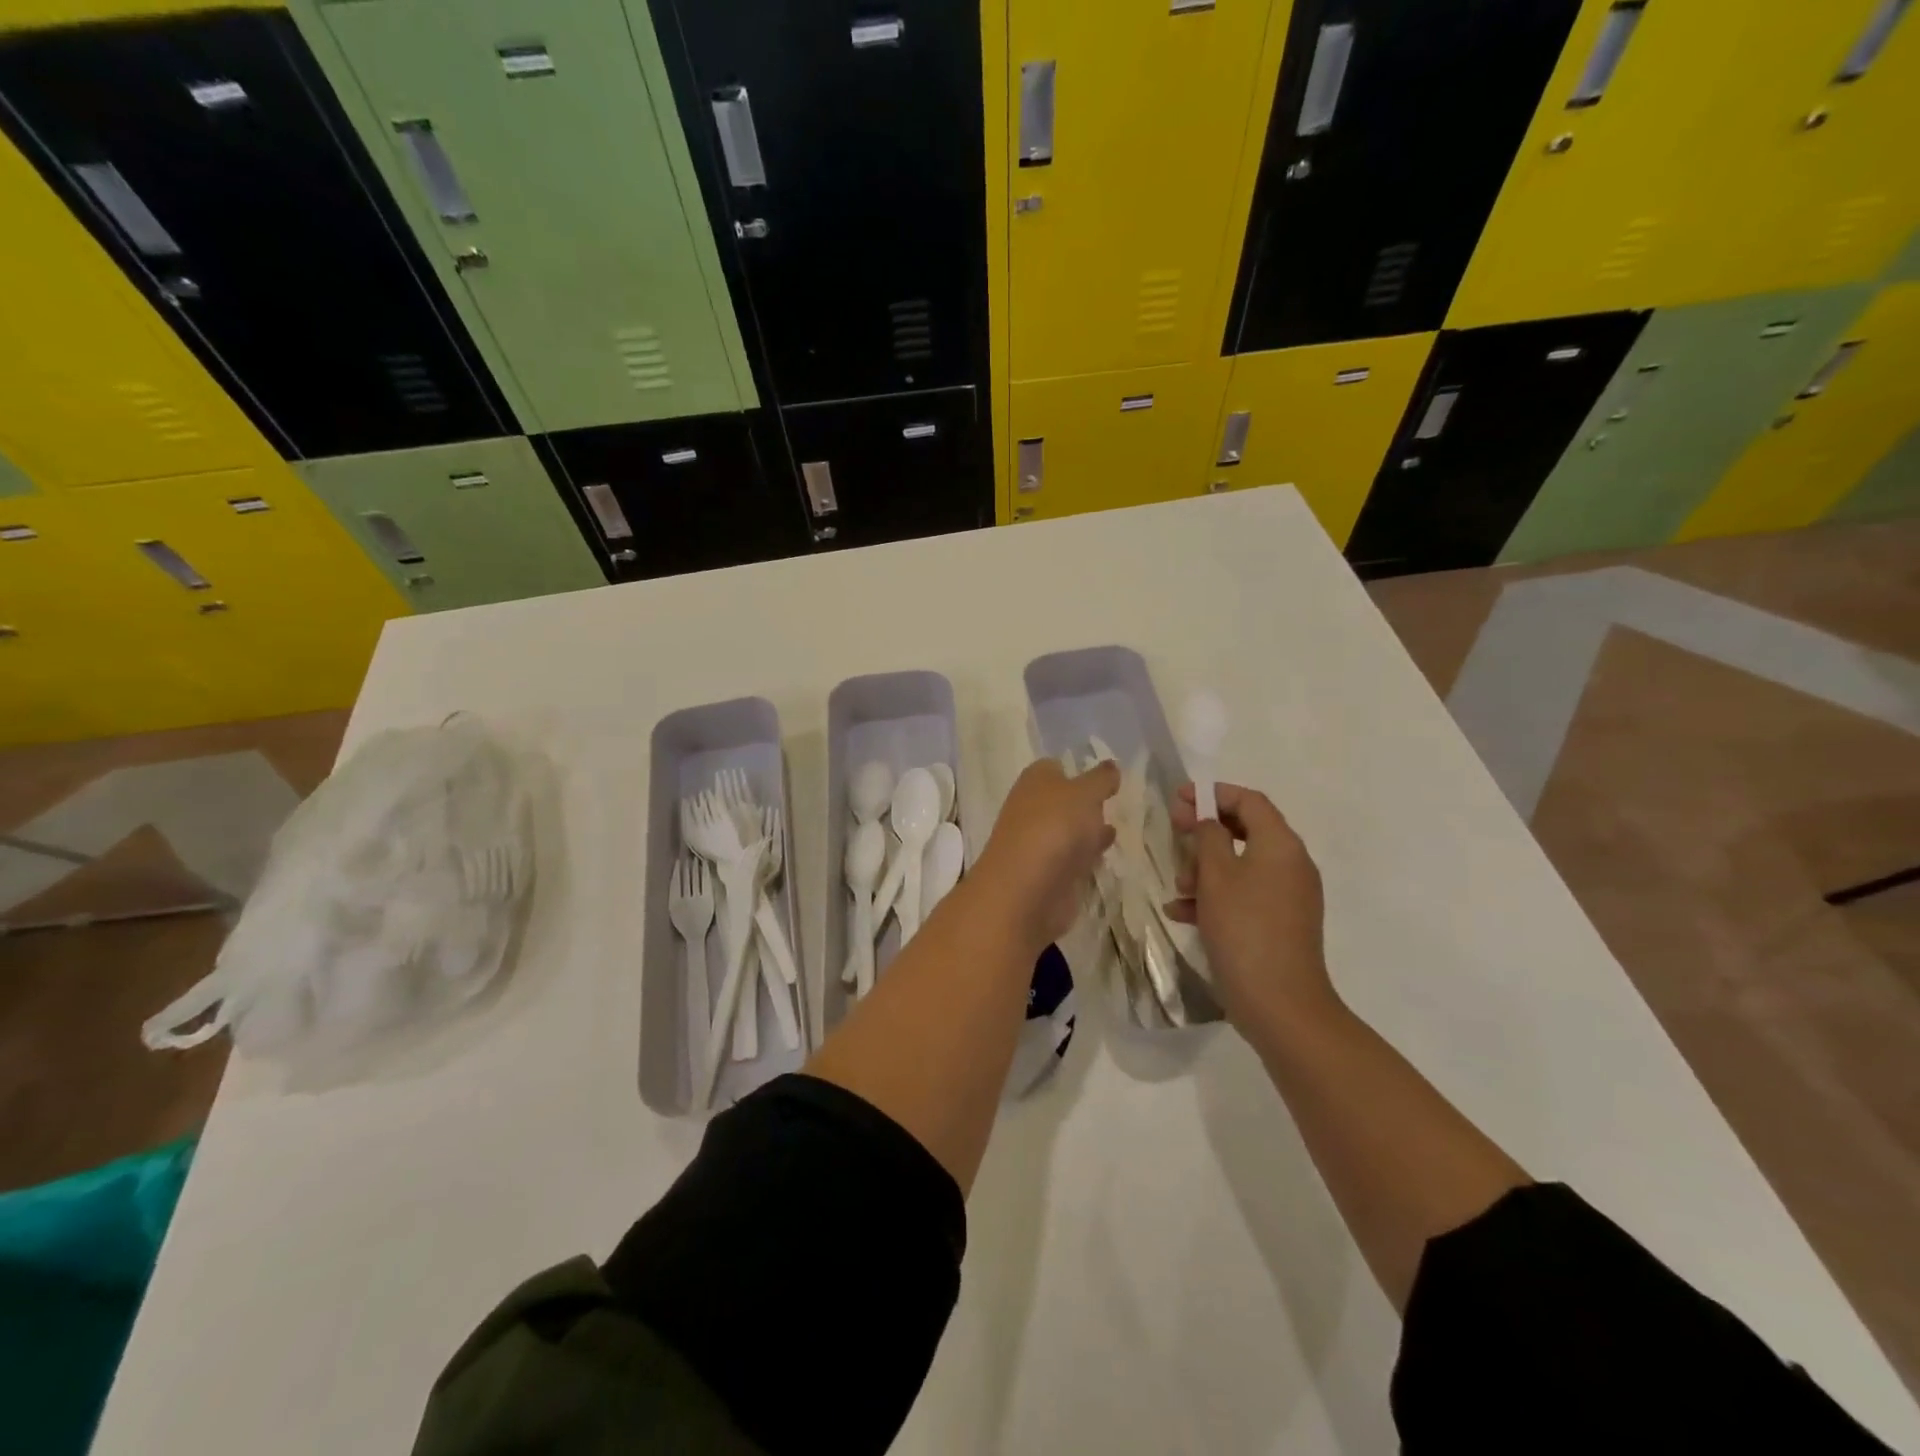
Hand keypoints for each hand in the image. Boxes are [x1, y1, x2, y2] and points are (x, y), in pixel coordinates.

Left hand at [974, 758, 1118, 948]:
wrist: (1027, 890)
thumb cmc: (1054, 827)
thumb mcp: (1085, 793)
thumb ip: (1100, 779)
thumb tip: (1110, 766)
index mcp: (1035, 780)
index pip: (1056, 767)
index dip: (1078, 770)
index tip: (1107, 776)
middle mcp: (1032, 808)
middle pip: (1062, 800)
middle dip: (1085, 801)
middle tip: (1116, 801)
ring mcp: (1038, 843)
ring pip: (1068, 830)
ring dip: (1088, 829)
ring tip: (1118, 826)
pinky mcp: (1048, 874)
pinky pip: (1072, 858)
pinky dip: (1086, 854)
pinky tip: (1105, 854)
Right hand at [1168, 782, 1337, 1040]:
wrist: (1280, 1003)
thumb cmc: (1244, 929)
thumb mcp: (1216, 876)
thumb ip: (1208, 838)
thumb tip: (1209, 822)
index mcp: (1281, 845)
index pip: (1249, 801)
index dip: (1213, 794)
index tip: (1179, 799)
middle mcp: (1291, 864)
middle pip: (1246, 831)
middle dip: (1205, 833)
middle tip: (1174, 834)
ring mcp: (1289, 896)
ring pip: (1241, 865)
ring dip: (1205, 869)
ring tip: (1178, 889)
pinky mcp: (1281, 923)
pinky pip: (1245, 895)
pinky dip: (1216, 897)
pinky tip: (1182, 914)